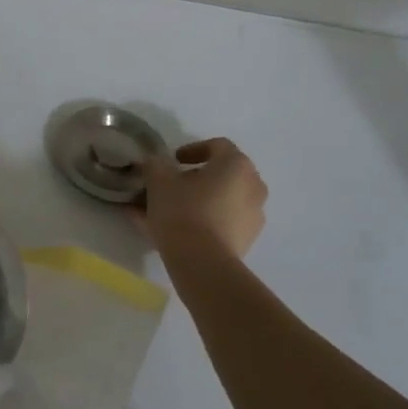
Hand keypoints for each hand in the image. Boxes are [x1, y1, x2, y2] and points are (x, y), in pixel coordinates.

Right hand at [138, 137, 267, 258]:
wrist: (203, 263)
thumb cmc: (183, 211)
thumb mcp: (159, 181)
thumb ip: (155, 165)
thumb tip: (154, 162)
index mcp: (236, 165)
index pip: (217, 146)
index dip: (193, 149)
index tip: (173, 161)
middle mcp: (253, 186)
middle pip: (222, 175)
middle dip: (194, 178)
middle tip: (170, 186)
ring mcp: (253, 215)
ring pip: (221, 200)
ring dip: (197, 201)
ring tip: (166, 213)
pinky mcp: (247, 240)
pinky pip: (221, 222)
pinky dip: (201, 222)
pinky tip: (173, 232)